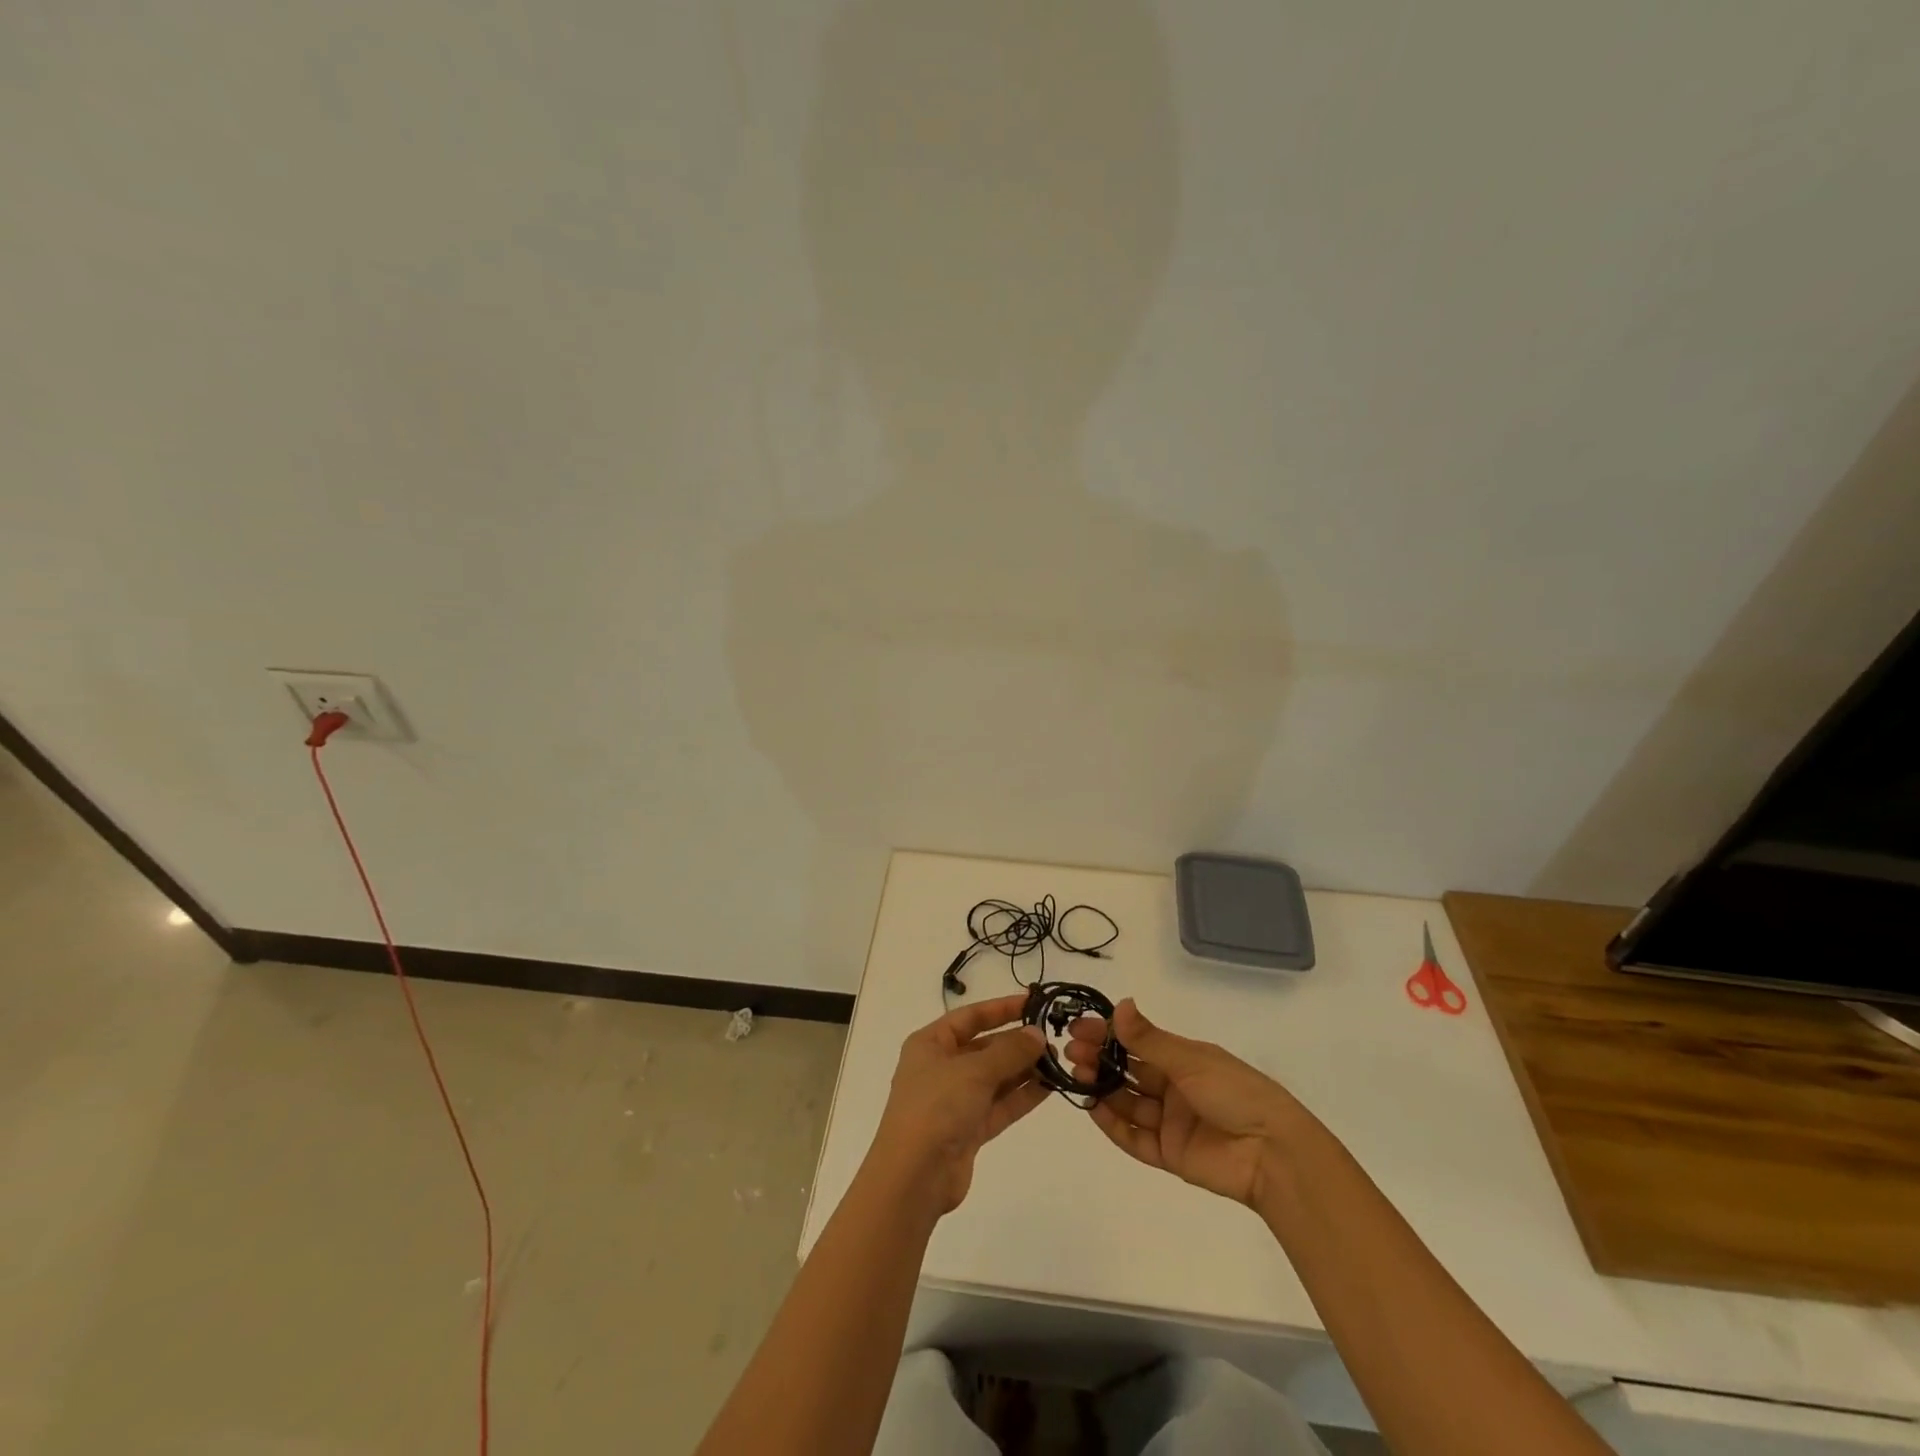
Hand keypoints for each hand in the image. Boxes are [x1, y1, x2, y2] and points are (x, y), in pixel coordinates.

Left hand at [867, 993, 1050, 1214]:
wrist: (914, 1177)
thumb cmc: (936, 1107)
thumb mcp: (974, 1071)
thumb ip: (1009, 1051)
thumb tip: (1037, 1034)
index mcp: (930, 1044)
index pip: (970, 1017)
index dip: (1001, 1008)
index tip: (1034, 1003)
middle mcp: (941, 1068)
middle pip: (984, 1047)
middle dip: (1017, 1042)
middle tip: (1053, 1038)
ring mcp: (955, 1100)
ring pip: (995, 1077)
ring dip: (1023, 1069)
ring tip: (1058, 1061)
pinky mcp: (969, 1129)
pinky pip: (999, 1105)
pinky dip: (1021, 1096)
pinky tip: (1049, 1087)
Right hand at [1066, 999, 1301, 1208]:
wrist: (1272, 1153)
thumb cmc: (1235, 1093)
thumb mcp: (1190, 1060)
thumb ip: (1149, 1039)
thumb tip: (1119, 1004)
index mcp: (1183, 1059)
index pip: (1136, 1042)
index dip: (1108, 1033)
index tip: (1078, 1027)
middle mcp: (1173, 1087)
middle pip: (1128, 1071)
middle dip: (1099, 1060)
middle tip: (1072, 1053)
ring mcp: (1170, 1121)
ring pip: (1127, 1102)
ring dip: (1101, 1088)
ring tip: (1077, 1076)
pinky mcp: (1169, 1154)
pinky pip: (1134, 1138)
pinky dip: (1112, 1124)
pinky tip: (1092, 1108)